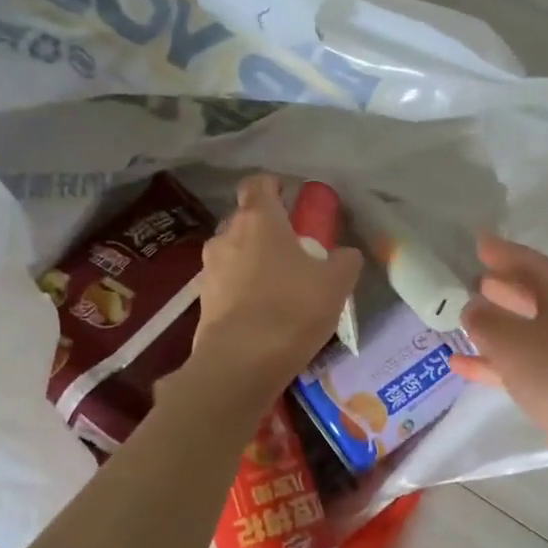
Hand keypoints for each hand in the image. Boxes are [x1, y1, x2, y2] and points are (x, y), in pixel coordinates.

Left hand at [191, 174, 362, 399]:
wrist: (240, 364)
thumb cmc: (291, 310)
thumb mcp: (336, 284)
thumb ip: (344, 261)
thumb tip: (345, 254)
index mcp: (258, 219)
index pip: (259, 183)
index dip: (275, 186)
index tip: (293, 200)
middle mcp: (226, 235)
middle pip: (246, 220)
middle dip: (267, 230)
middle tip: (294, 251)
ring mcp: (209, 269)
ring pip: (234, 253)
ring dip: (253, 262)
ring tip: (279, 288)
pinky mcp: (203, 301)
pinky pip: (227, 284)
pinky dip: (243, 290)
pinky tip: (263, 314)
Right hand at [451, 234, 547, 501]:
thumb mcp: (513, 340)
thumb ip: (485, 321)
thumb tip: (471, 307)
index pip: (530, 262)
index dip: (503, 252)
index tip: (478, 242)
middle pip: (532, 295)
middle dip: (503, 288)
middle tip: (472, 279)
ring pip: (527, 332)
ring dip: (497, 327)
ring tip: (462, 320)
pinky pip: (525, 366)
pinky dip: (496, 364)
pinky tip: (464, 367)